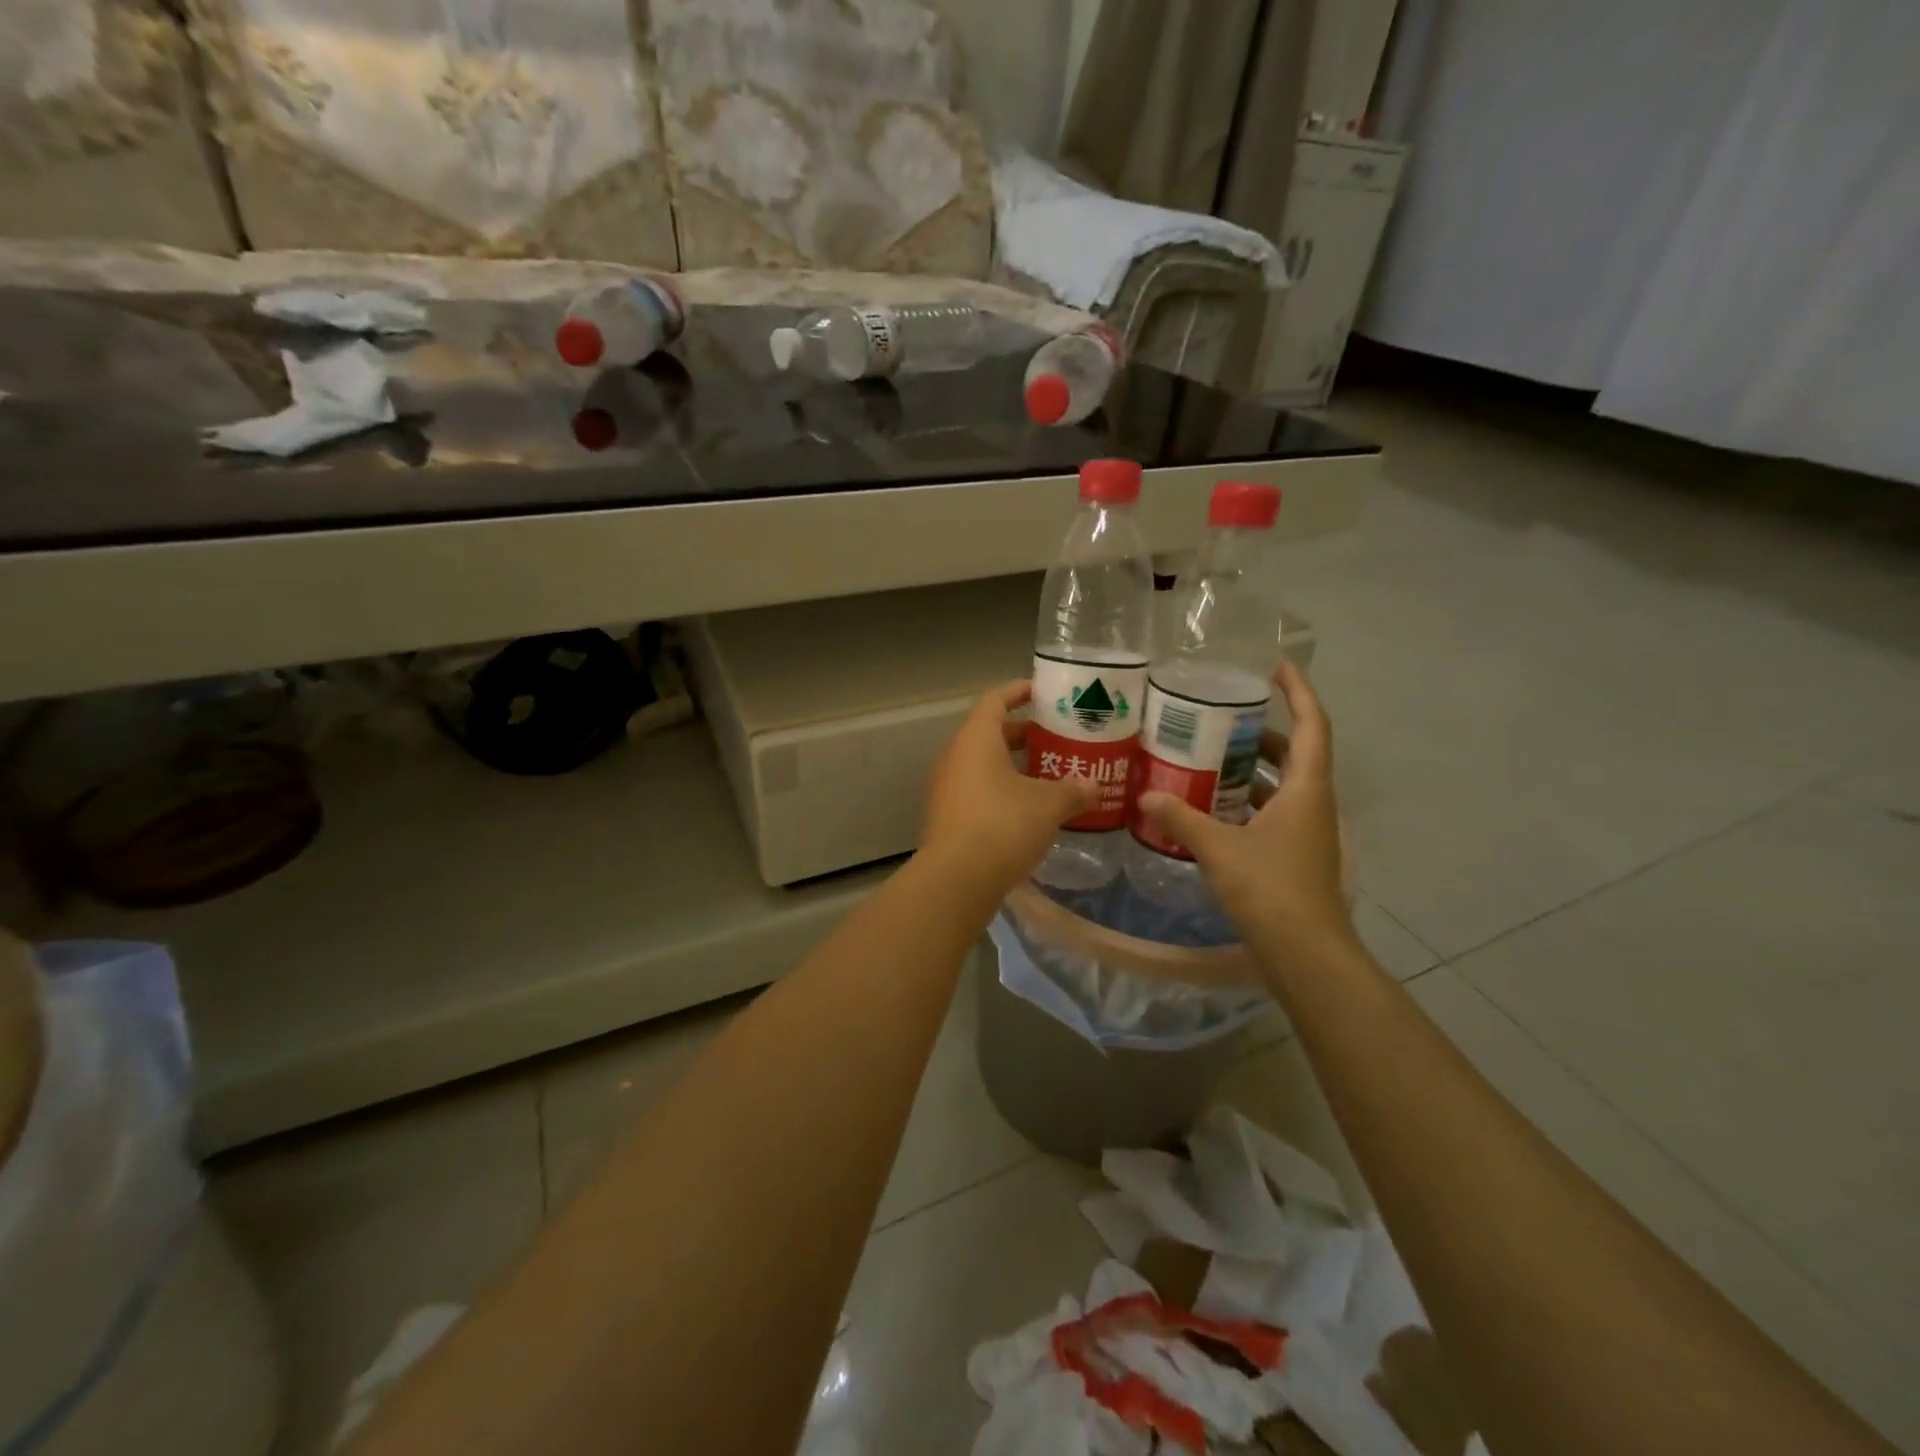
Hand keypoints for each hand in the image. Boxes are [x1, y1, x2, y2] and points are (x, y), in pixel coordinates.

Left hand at [921, 681, 1099, 900]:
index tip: (1042, 691)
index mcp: (976, 740)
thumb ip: (1073, 790)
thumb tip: (1093, 787)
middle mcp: (956, 758)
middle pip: (990, 734)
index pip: (995, 701)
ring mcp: (948, 789)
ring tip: (1050, 775)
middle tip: (1056, 738)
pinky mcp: (949, 818)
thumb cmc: (1003, 825)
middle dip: (1023, 734)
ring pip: (984, 766)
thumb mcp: (1048, 805)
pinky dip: (1003, 792)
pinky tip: (1030, 810)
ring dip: (1014, 767)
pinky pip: (978, 792)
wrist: (957, 879)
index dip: (1018, 692)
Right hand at [1135, 661, 1354, 966]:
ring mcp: (1307, 832)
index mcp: (1307, 789)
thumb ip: (1181, 817)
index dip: (1299, 691)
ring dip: (1255, 768)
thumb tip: (1146, 794)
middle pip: (1298, 753)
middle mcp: (1314, 804)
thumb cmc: (1270, 888)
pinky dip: (1248, 802)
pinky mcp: (1295, 855)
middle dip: (1265, 731)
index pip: (1312, 725)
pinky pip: (1273, 812)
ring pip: (1284, 786)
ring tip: (1210, 755)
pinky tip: (1212, 806)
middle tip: (1224, 715)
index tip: (1274, 666)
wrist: (1305, 954)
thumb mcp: (1218, 847)